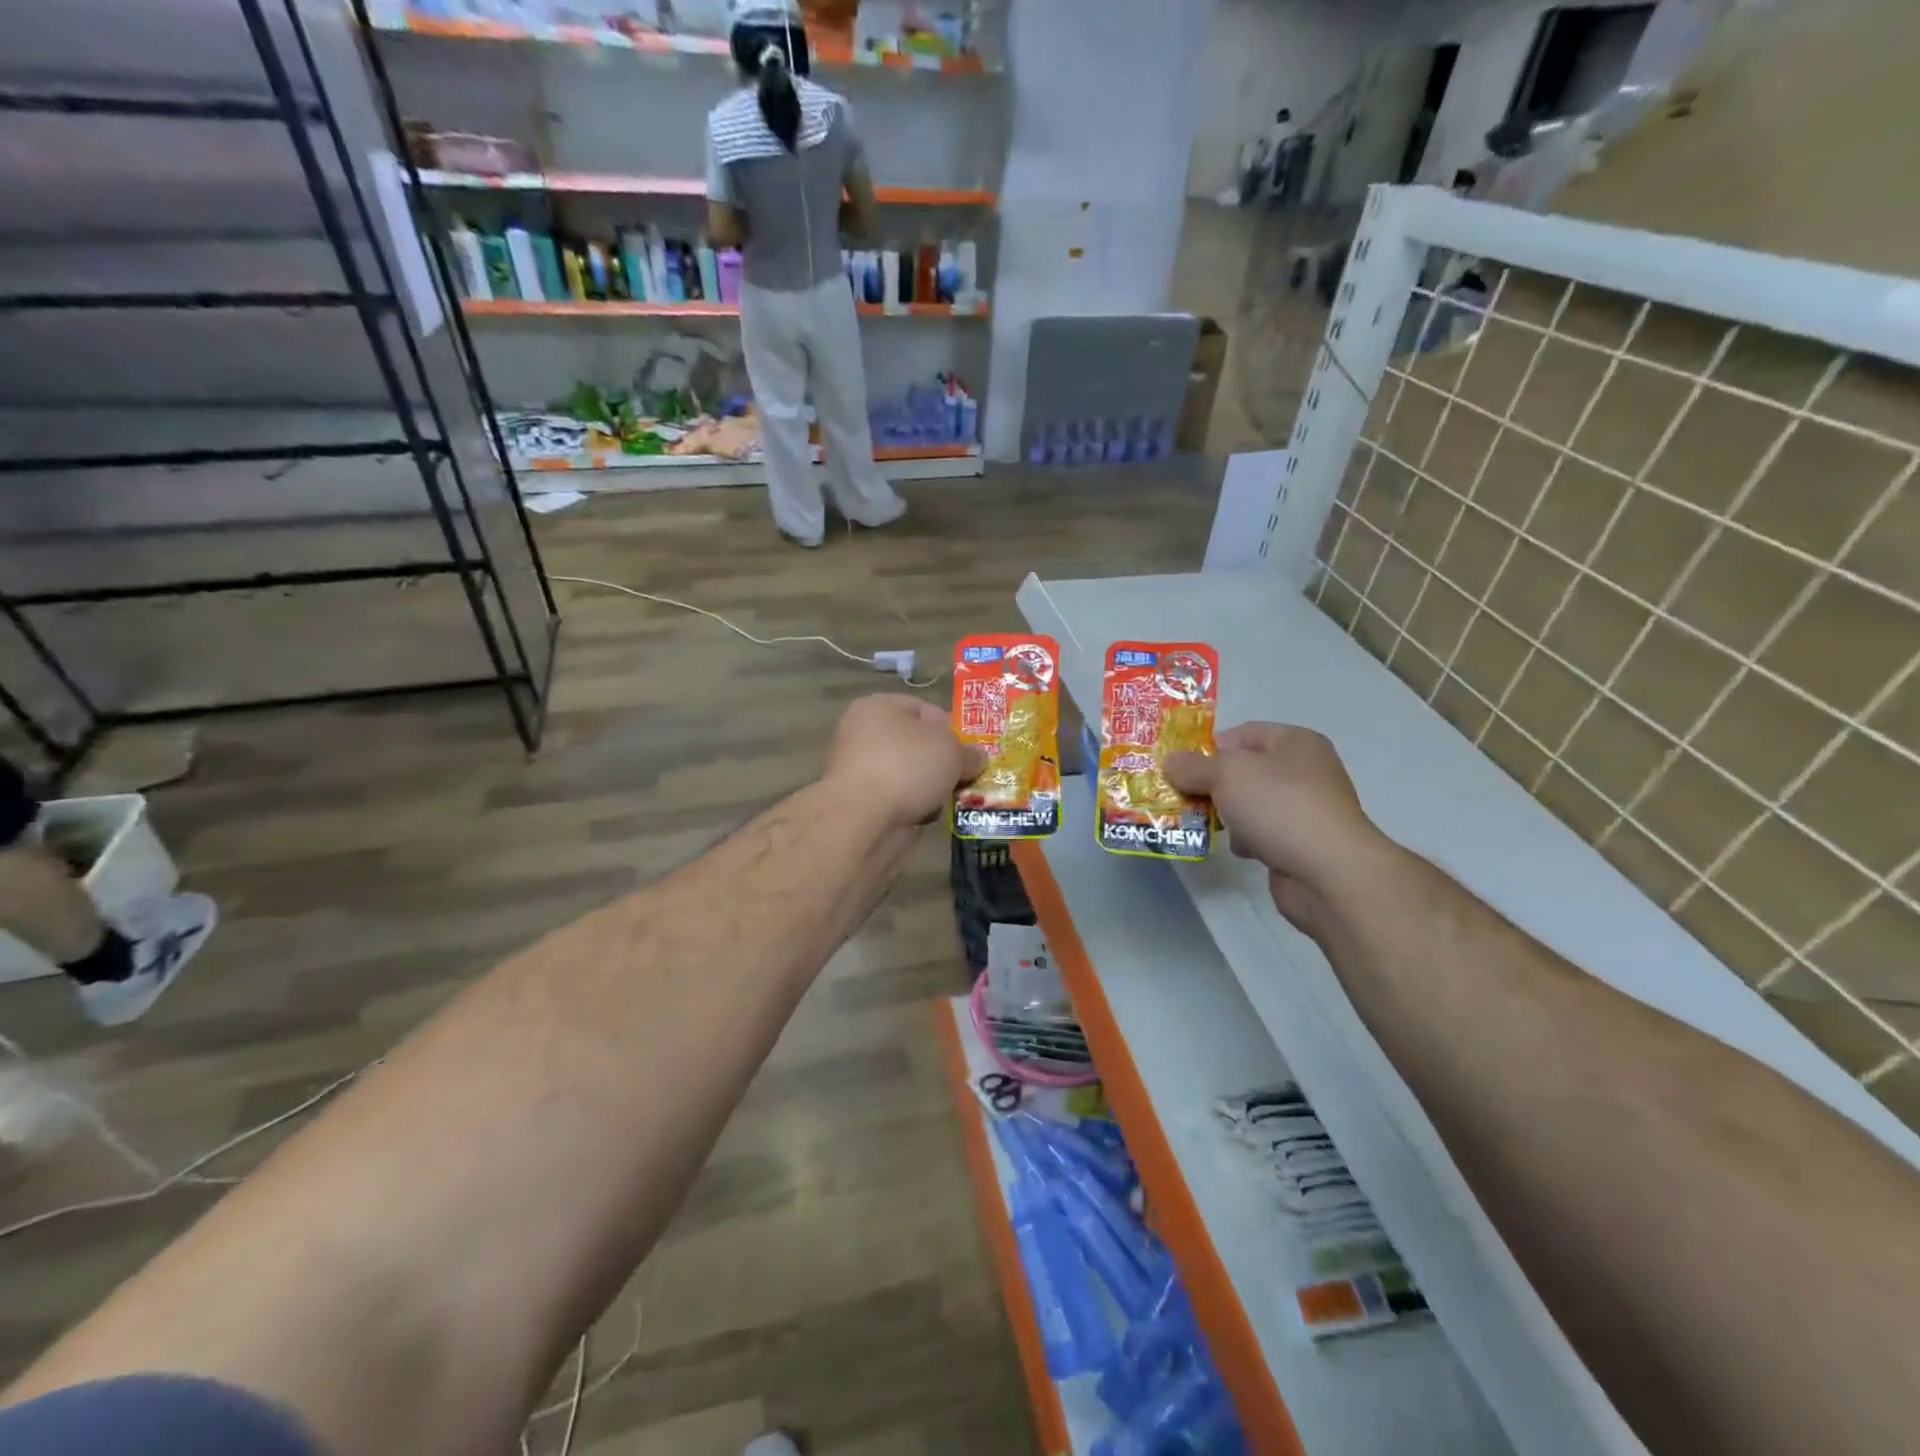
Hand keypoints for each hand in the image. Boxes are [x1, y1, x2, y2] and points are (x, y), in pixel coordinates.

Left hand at [825, 694, 986, 830]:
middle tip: (968, 775)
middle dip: (943, 761)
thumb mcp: (950, 751)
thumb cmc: (906, 767)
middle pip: (916, 744)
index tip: (969, 749)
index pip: (922, 708)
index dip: (949, 727)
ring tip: (955, 798)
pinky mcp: (861, 804)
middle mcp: (863, 734)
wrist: (861, 820)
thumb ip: (968, 753)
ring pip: (909, 775)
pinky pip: (899, 800)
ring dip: (932, 787)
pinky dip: (916, 807)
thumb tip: (977, 758)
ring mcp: (860, 771)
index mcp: (877, 707)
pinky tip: (933, 815)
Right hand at [1164, 723, 1390, 934]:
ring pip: (1251, 803)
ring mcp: (1306, 809)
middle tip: (1184, 796)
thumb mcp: (1226, 774)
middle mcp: (1306, 770)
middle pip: (1245, 769)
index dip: (1210, 747)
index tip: (1183, 768)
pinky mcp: (1302, 843)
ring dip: (1227, 814)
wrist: (1329, 872)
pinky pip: (1263, 832)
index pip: (1243, 733)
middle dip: (1213, 783)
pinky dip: (1247, 839)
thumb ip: (1193, 767)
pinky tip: (1239, 849)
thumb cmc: (1279, 806)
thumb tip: (1170, 762)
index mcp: (1296, 742)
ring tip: (1205, 824)